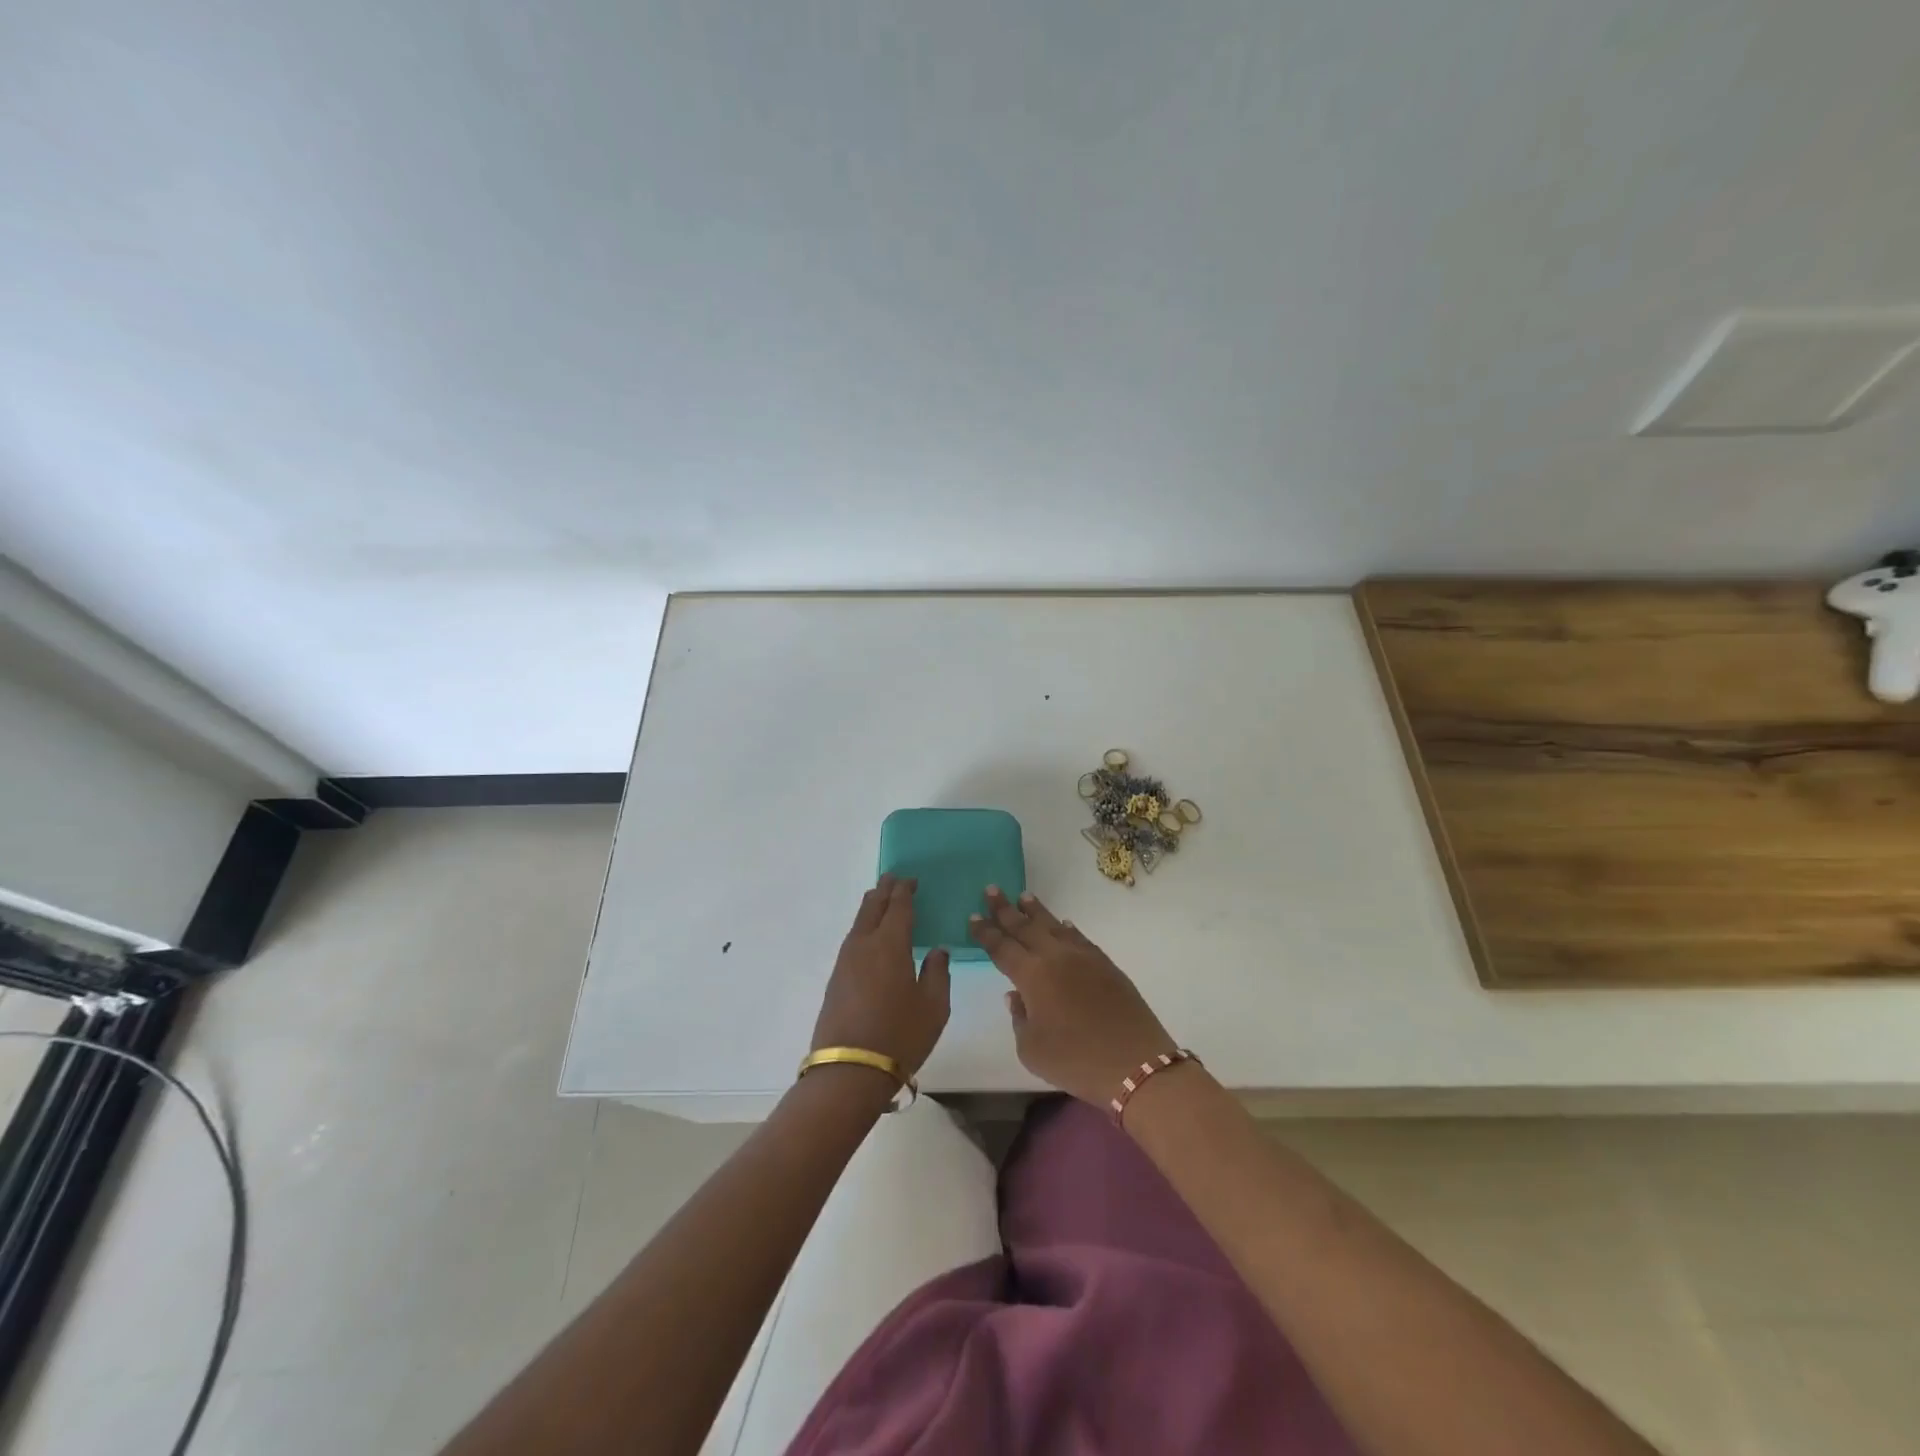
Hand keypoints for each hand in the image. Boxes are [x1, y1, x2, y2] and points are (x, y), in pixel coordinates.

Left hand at [811, 875, 950, 1078]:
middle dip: (884, 891)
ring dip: (871, 907)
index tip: (911, 880)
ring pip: (859, 922)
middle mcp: (864, 945)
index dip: (905, 891)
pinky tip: (869, 935)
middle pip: (873, 907)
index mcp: (890, 944)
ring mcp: (845, 962)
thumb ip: (938, 973)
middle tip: (893, 879)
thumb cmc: (900, 1035)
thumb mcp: (934, 1006)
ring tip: (881, 900)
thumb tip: (937, 951)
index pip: (898, 907)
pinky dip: (863, 927)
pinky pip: (852, 939)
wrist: (850, 1071)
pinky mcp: (836, 979)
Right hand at [969, 887, 1176, 1106]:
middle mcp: (1055, 957)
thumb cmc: (1075, 1060)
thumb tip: (1017, 995)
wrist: (1134, 1063)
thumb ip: (1019, 1017)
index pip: (1002, 947)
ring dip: (1036, 911)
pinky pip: (1079, 937)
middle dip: (1005, 909)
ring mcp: (1083, 957)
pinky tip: (1062, 923)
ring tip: (1023, 897)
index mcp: (1032, 975)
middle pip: (1025, 927)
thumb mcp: (1031, 1049)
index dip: (986, 932)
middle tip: (991, 890)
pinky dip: (1066, 928)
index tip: (973, 916)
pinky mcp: (1106, 965)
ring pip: (1053, 926)